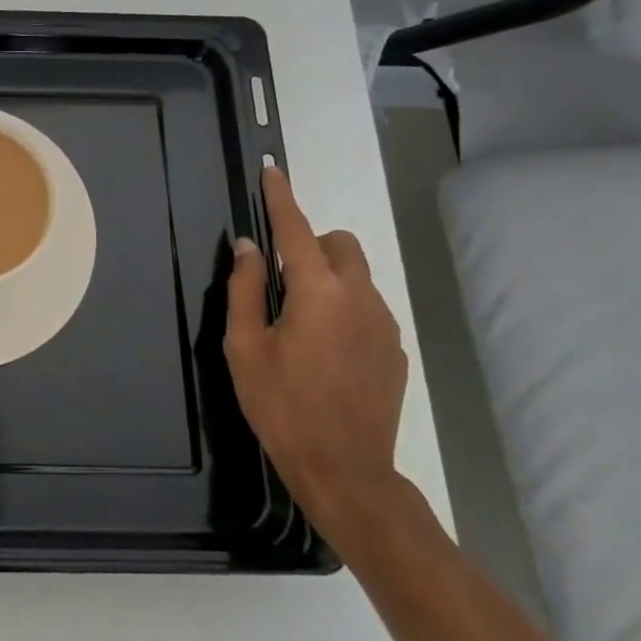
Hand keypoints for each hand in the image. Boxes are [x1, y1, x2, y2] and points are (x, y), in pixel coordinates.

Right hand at [224, 166, 407, 533]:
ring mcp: (385, 324)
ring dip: (327, 278)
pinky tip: (324, 351)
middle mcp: (359, 297)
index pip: (296, 230)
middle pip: (339, 245)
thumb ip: (245, 289)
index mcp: (317, 293)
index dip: (281, 198)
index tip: (272, 171)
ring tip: (299, 323)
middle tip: (279, 278)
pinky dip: (344, 308)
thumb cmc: (281, 406)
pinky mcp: (396, 349)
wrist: (345, 469)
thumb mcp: (244, 347)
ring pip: (356, 276)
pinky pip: (368, 307)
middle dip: (310, 245)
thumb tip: (247, 247)